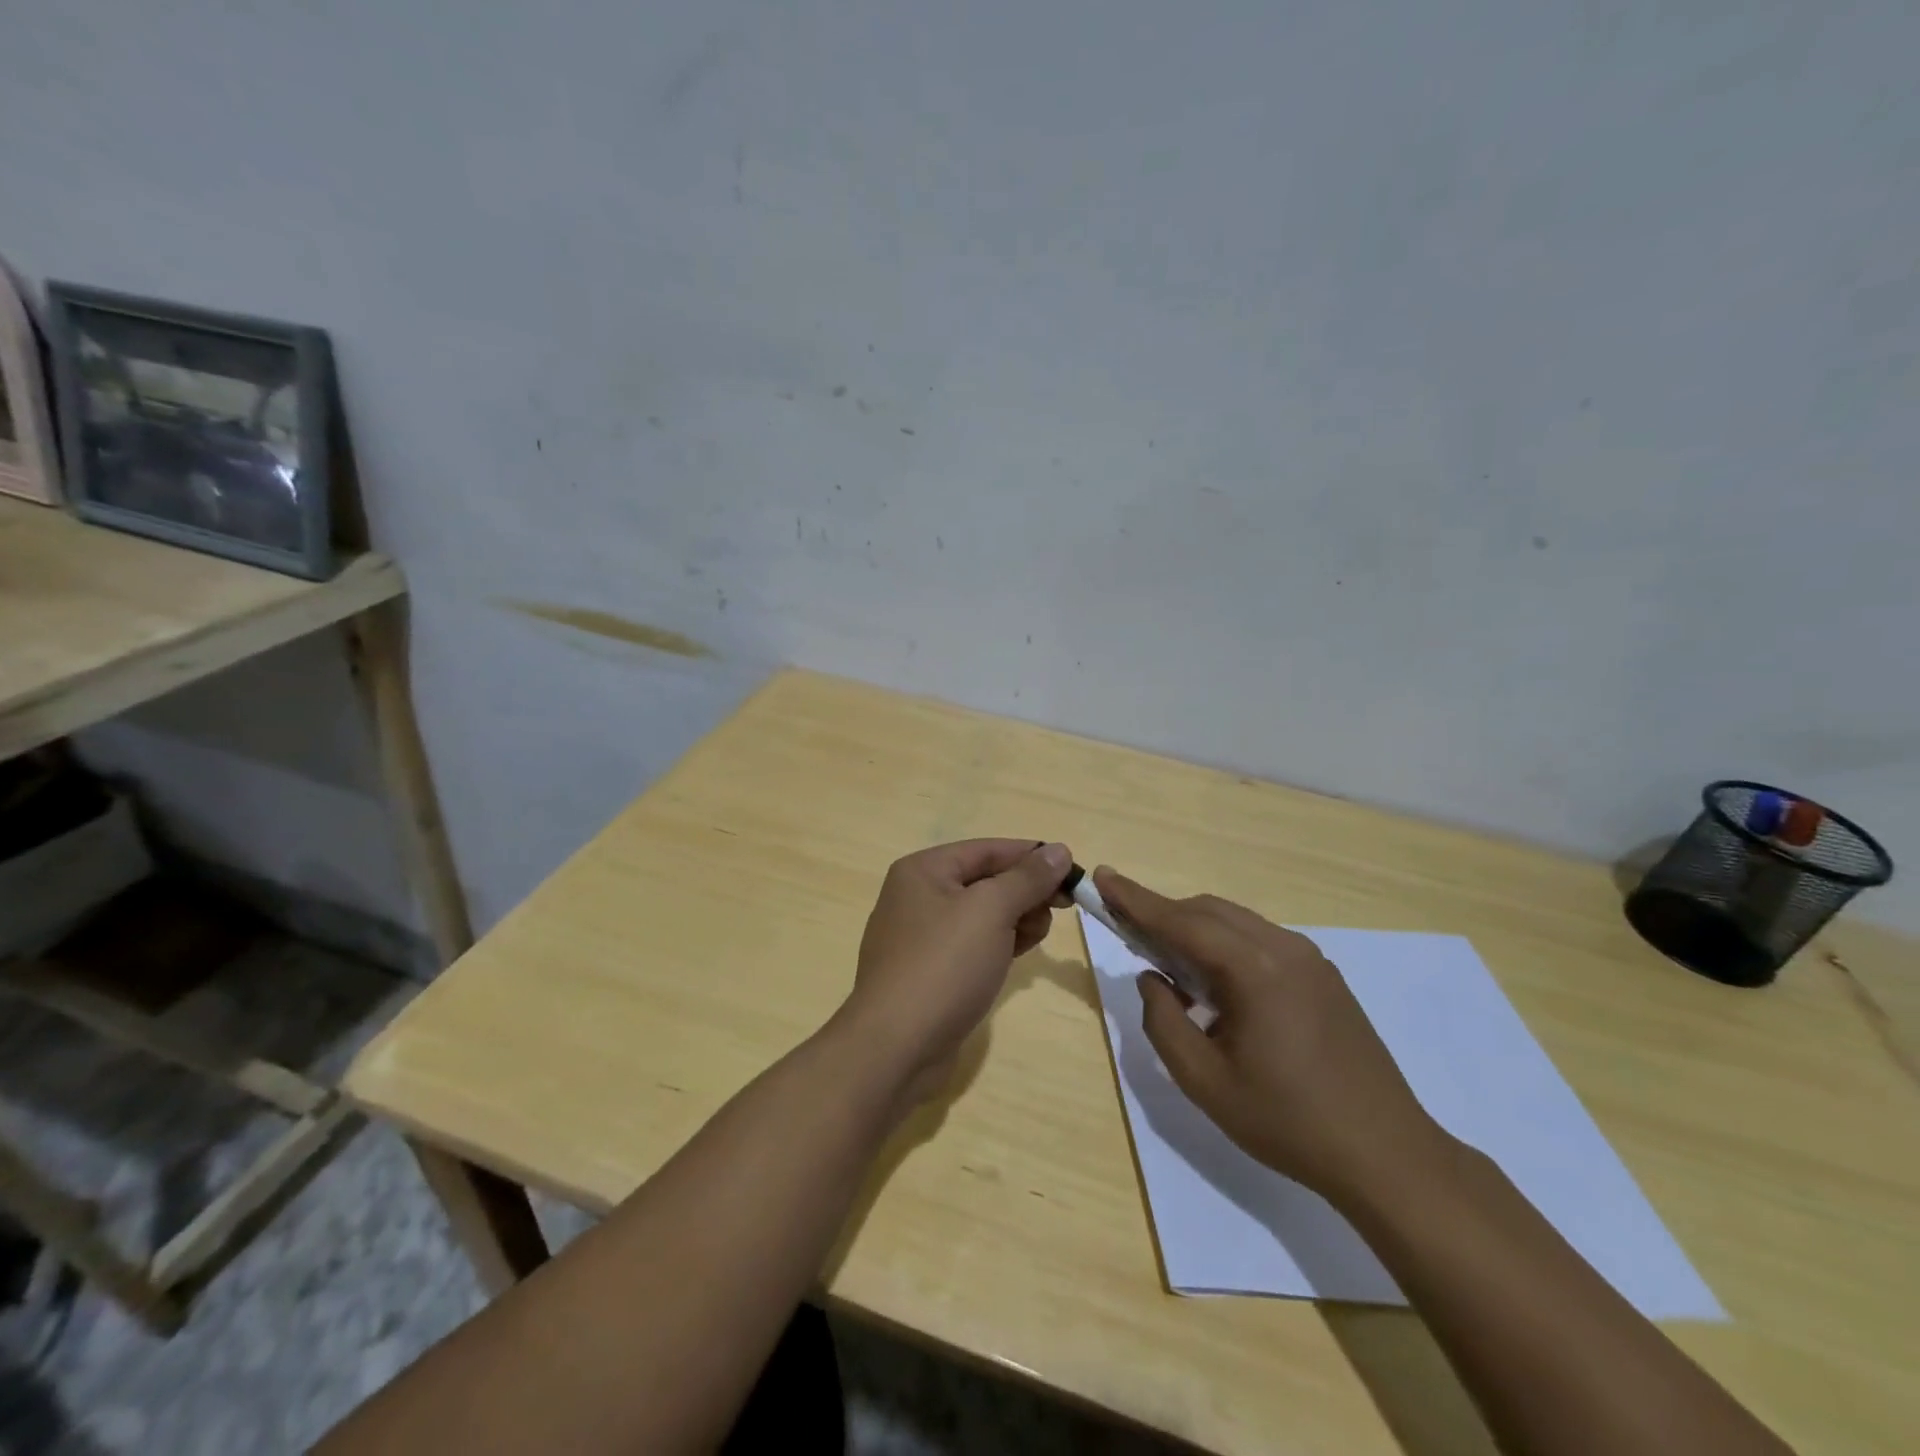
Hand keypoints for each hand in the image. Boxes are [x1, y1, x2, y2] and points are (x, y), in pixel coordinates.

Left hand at [840, 840, 1072, 1103]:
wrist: (896, 1047)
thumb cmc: (944, 966)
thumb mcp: (991, 911)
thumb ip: (1027, 878)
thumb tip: (1058, 849)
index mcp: (923, 870)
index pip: (987, 849)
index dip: (1032, 856)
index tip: (1073, 872)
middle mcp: (917, 896)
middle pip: (985, 880)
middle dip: (1025, 891)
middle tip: (1060, 909)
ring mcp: (920, 937)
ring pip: (982, 914)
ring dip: (1016, 918)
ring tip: (1036, 936)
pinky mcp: (929, 972)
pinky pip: (972, 944)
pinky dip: (999, 943)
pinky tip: (1018, 955)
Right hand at [1097, 867, 1449, 1208]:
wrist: (1387, 1155)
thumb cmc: (1287, 1121)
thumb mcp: (1204, 1081)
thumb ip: (1164, 1022)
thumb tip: (1152, 980)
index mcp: (1255, 970)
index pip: (1182, 922)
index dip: (1136, 900)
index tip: (1102, 877)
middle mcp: (1284, 949)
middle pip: (1209, 912)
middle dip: (1163, 914)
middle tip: (1125, 929)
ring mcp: (1310, 960)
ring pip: (1235, 923)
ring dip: (1194, 930)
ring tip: (1165, 960)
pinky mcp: (1323, 976)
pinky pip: (1259, 941)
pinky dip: (1224, 946)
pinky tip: (1215, 984)